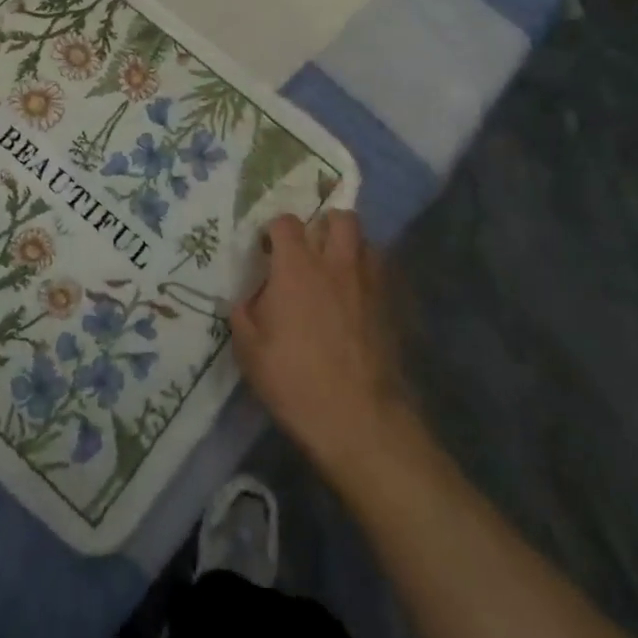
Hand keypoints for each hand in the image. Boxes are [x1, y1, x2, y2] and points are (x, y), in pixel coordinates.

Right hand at [230, 211, 410, 478]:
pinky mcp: (393, 306)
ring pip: (367, 241)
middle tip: (312, 248)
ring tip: (339, 270)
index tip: (268, 249)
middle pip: (339, 218)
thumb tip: (247, 298)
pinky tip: (360, 300)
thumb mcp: (249, 352)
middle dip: (325, 224)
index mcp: (297, 268)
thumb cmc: (296, 381)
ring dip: (351, 247)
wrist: (360, 419)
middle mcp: (336, 264)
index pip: (286, 222)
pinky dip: (370, 276)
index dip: (275, 230)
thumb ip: (244, 314)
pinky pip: (382, 274)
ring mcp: (370, 283)